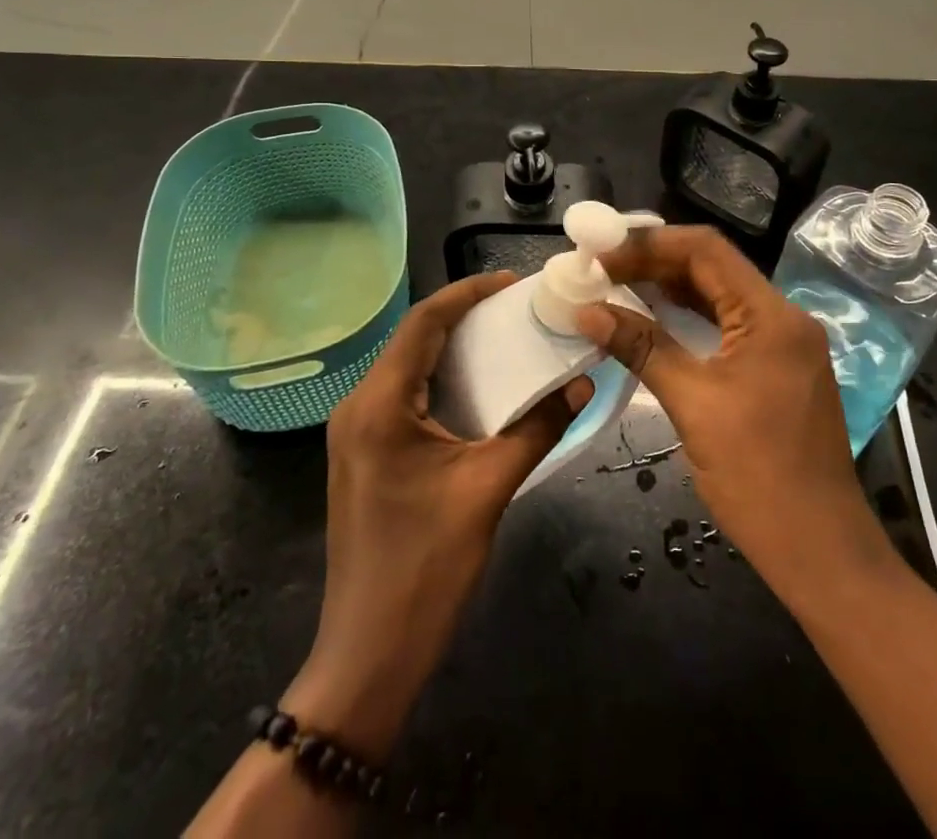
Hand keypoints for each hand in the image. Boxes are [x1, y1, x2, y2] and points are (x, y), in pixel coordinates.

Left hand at [285, 272, 590, 756]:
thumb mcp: (488, 489)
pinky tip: (475, 385)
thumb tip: (581, 383)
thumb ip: (537, 428)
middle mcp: (358, 406)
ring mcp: (355, 432)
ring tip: (502, 336)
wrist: (369, 654)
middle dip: (462, 316)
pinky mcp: (363, 454)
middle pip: (412, 339)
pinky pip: (402, 395)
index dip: (467, 293)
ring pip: (406, 366)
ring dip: (451, 347)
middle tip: (515, 306)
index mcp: (379, 403)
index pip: (423, 323)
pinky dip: (439, 379)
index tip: (511, 281)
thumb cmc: (426, 567)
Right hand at [576, 226, 885, 600]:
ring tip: (616, 287)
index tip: (602, 254)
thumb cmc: (758, 476)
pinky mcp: (777, 367)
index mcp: (771, 315)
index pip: (706, 249)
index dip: (649, 244)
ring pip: (719, 295)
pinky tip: (653, 320)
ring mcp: (784, 343)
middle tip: (600, 269)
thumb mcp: (693, 404)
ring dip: (669, 289)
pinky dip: (689, 318)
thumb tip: (587, 311)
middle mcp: (783, 317)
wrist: (821, 552)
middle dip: (654, 263)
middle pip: (712, 268)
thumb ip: (642, 348)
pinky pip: (727, 325)